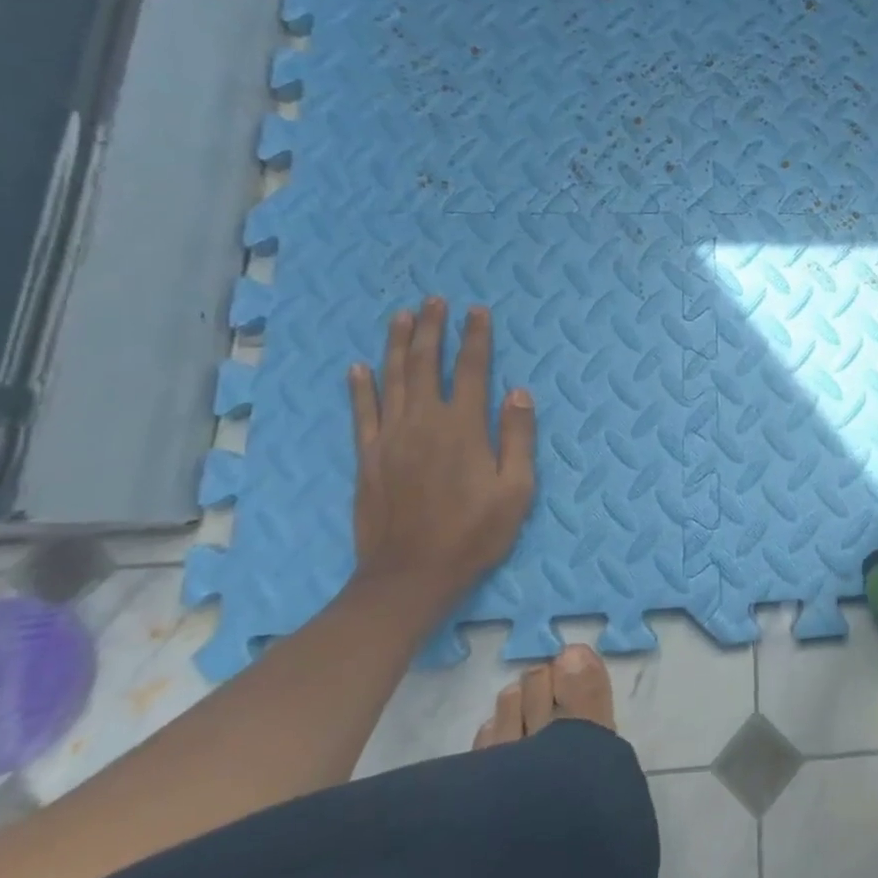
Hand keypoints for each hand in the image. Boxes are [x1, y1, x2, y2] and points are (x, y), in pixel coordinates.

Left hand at [348, 297, 536, 601]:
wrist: (409, 577)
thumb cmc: (474, 534)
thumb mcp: (515, 490)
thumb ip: (517, 437)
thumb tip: (518, 391)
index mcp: (463, 427)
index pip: (472, 369)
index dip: (476, 337)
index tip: (478, 310)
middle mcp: (423, 422)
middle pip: (427, 364)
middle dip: (433, 329)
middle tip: (435, 300)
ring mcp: (390, 438)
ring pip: (392, 379)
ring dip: (398, 345)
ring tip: (403, 317)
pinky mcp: (367, 458)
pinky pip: (362, 413)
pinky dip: (360, 388)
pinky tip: (359, 367)